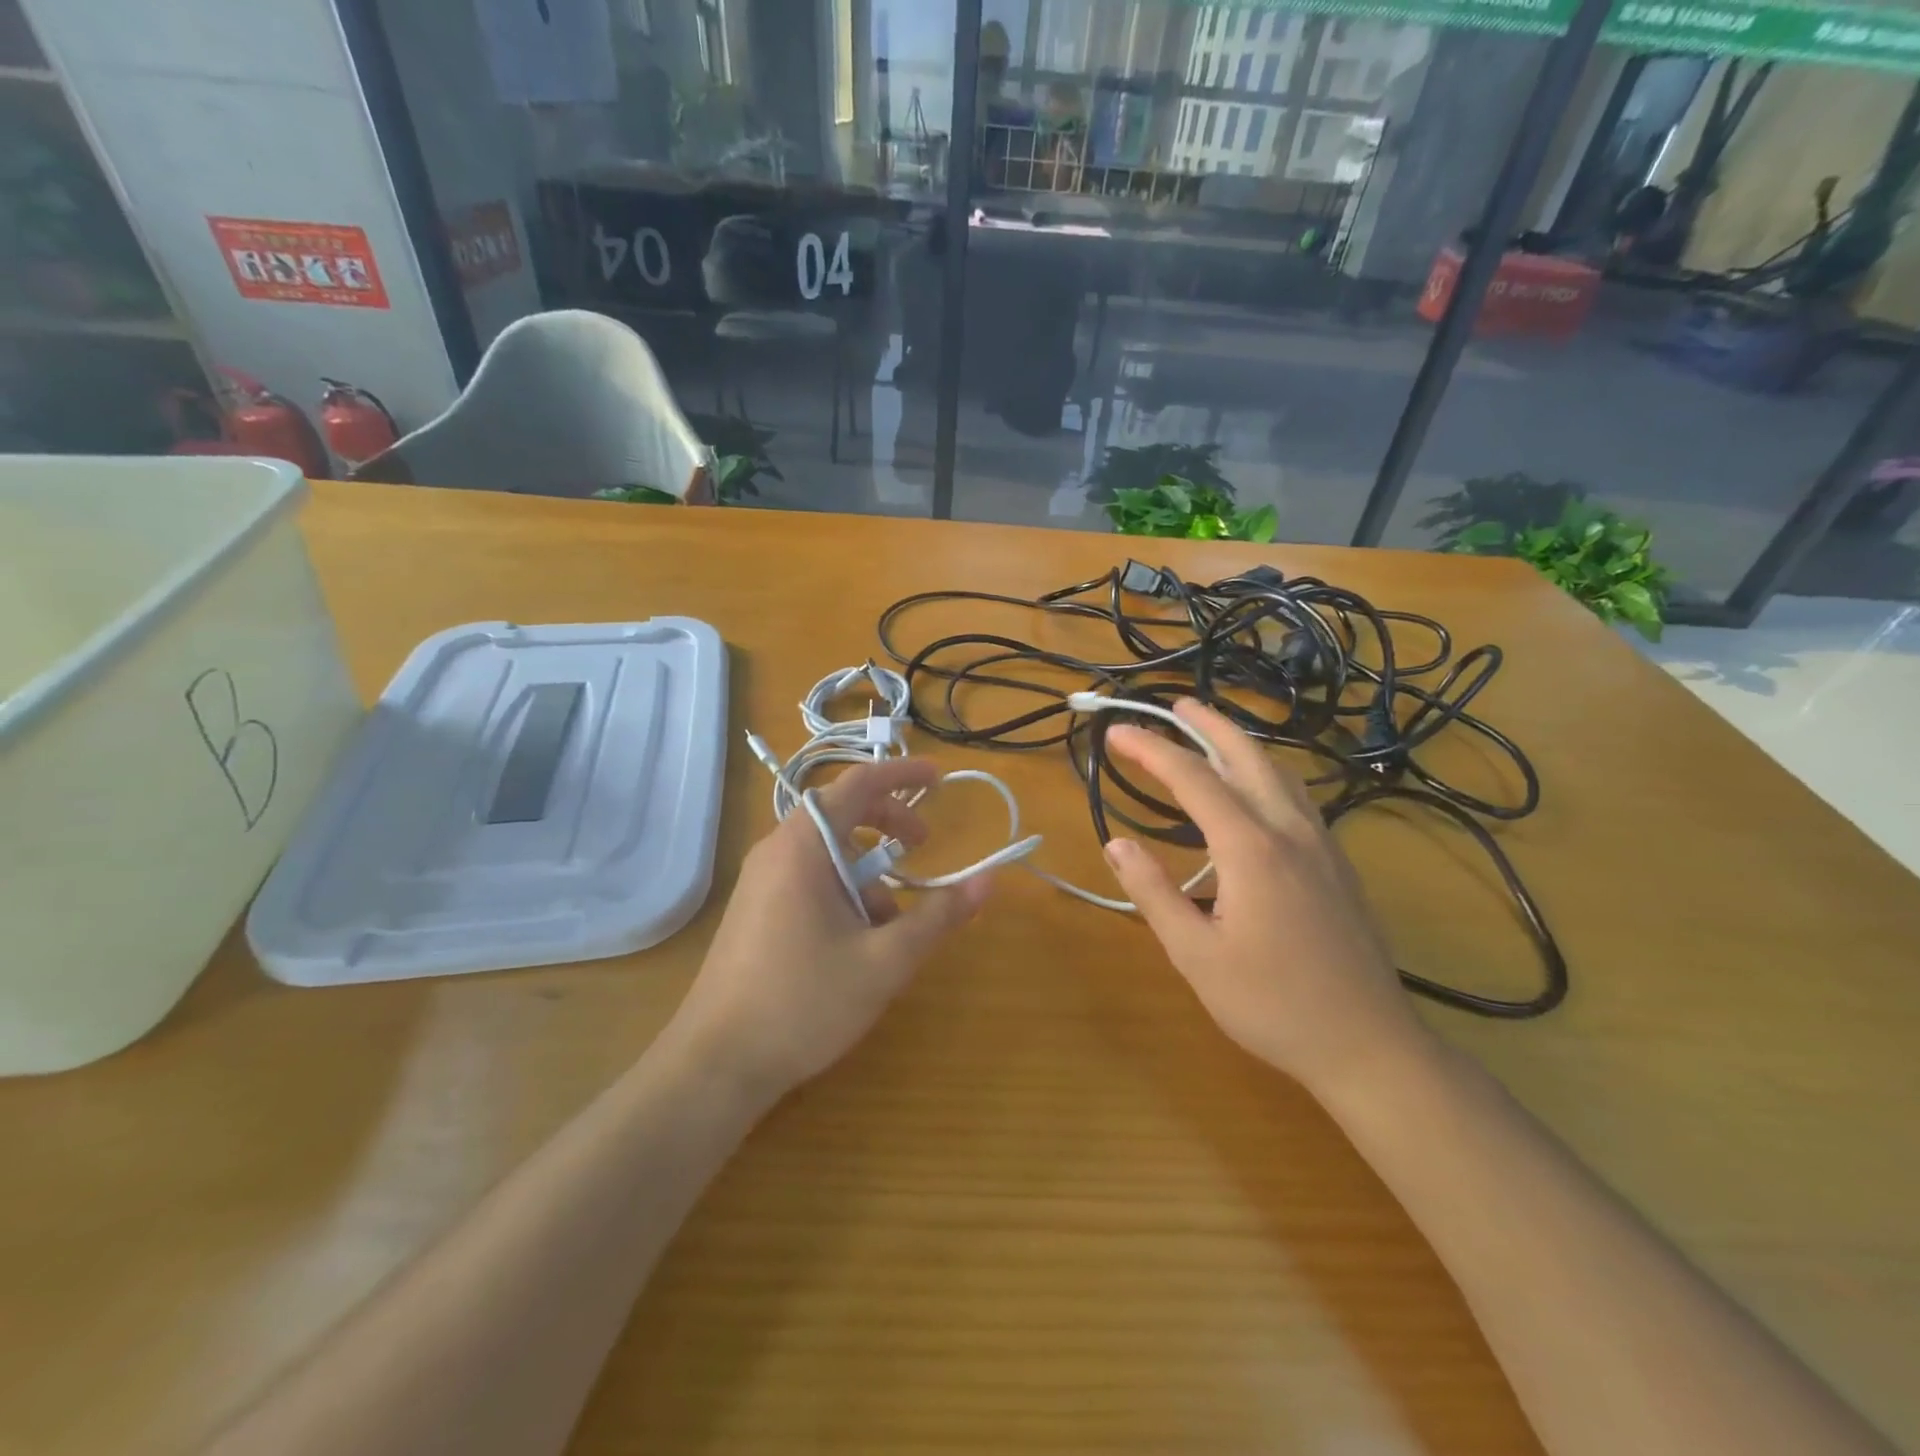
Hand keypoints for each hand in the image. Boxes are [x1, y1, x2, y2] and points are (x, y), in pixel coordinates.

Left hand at [673, 756, 992, 1103]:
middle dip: (889, 824)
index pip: (857, 784)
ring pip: (827, 853)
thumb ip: (939, 917)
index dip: (902, 774)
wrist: (715, 1064)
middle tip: (925, 846)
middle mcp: (776, 852)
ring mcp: (760, 882)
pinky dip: (844, 891)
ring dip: (868, 871)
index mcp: (803, 847)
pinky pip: (808, 879)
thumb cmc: (803, 1003)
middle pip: (842, 813)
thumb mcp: (885, 961)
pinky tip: (858, 943)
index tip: (940, 779)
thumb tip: (988, 881)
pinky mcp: (756, 910)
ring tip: (893, 922)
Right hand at [1101, 700, 1428, 1097]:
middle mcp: (1289, 830)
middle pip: (1246, 756)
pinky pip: (1296, 796)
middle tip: (1174, 706)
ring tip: (1209, 734)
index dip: (1151, 750)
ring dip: (1240, 743)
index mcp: (1251, 848)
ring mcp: (1322, 844)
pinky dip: (1265, 772)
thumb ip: (1153, 893)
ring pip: (1279, 772)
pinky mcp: (1337, 864)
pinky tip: (1255, 789)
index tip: (1117, 734)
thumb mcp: (1195, 955)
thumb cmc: (1272, 1004)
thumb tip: (1117, 845)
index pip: (1192, 778)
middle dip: (1207, 724)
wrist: (1369, 1045)